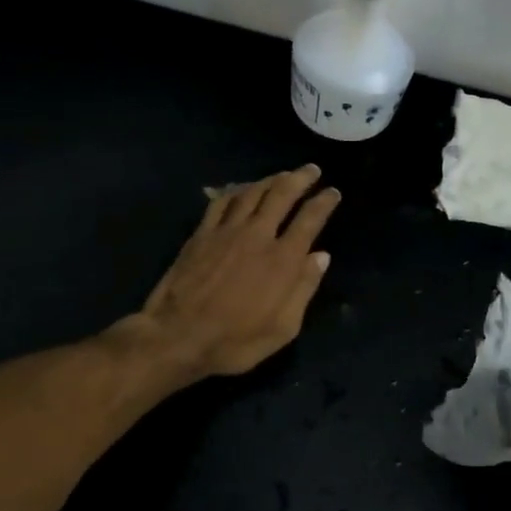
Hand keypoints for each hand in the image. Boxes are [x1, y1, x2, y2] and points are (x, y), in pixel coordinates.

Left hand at [122, 165, 339, 381]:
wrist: (177, 337)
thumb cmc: (235, 341)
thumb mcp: (283, 328)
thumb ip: (304, 289)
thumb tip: (321, 256)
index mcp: (283, 260)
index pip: (310, 219)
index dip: (324, 202)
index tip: (333, 192)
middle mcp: (257, 236)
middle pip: (282, 194)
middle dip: (301, 178)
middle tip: (312, 170)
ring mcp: (226, 231)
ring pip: (252, 192)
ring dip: (271, 179)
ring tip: (282, 174)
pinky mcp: (201, 234)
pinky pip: (221, 202)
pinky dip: (237, 190)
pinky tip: (243, 188)